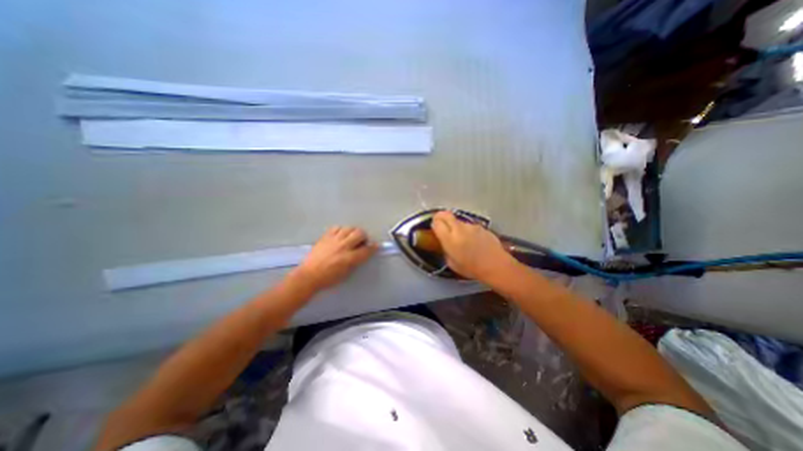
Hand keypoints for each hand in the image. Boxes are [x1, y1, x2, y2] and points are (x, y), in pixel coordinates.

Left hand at [293, 226, 376, 292]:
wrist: (309, 276)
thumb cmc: (328, 279)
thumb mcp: (346, 273)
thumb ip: (355, 262)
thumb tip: (361, 254)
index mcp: (349, 258)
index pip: (366, 249)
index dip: (373, 247)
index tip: (375, 246)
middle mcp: (343, 246)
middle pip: (359, 233)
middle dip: (364, 237)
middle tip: (361, 242)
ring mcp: (334, 240)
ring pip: (349, 228)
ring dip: (353, 232)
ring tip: (351, 238)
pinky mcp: (325, 237)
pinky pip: (337, 227)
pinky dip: (341, 230)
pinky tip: (340, 236)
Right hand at [434, 211, 521, 281]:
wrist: (496, 265)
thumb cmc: (471, 268)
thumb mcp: (452, 263)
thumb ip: (445, 249)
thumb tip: (444, 243)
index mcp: (449, 239)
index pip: (437, 222)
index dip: (434, 223)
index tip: (435, 228)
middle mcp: (459, 228)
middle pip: (445, 214)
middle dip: (441, 217)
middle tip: (441, 224)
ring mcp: (471, 226)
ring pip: (458, 220)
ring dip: (456, 226)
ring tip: (461, 238)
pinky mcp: (480, 226)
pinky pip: (469, 226)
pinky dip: (467, 230)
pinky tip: (473, 240)